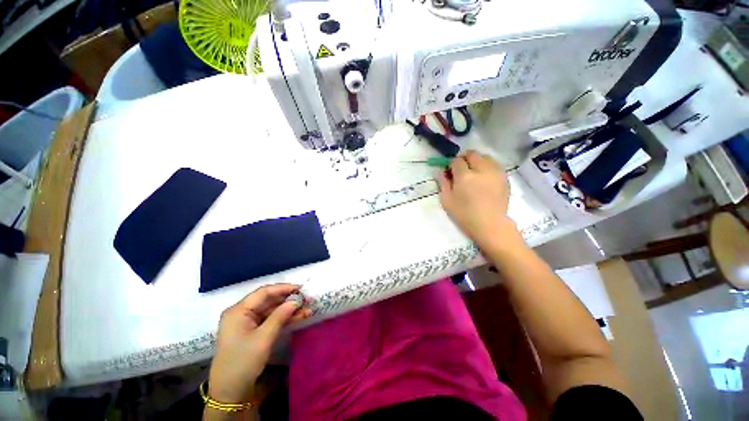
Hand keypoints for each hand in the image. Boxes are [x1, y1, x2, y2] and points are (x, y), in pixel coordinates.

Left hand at [208, 284, 311, 403]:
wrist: (230, 393)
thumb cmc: (243, 362)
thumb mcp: (263, 338)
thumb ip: (280, 316)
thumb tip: (296, 300)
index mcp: (238, 311)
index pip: (264, 292)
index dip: (283, 288)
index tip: (301, 288)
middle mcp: (242, 313)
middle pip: (268, 301)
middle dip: (288, 300)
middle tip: (307, 299)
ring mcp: (247, 323)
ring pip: (271, 311)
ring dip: (289, 310)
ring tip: (307, 309)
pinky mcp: (253, 332)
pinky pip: (270, 320)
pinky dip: (284, 319)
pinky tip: (299, 318)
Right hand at [436, 150, 515, 247]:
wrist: (490, 224)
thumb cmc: (464, 214)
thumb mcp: (447, 201)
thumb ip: (442, 183)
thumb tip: (438, 171)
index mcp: (464, 176)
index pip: (456, 160)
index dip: (451, 164)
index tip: (450, 172)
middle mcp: (481, 169)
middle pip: (472, 154)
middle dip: (464, 159)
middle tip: (461, 170)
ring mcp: (495, 172)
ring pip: (485, 157)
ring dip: (477, 161)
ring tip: (474, 173)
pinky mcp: (504, 177)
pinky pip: (494, 164)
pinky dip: (487, 166)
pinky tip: (484, 178)